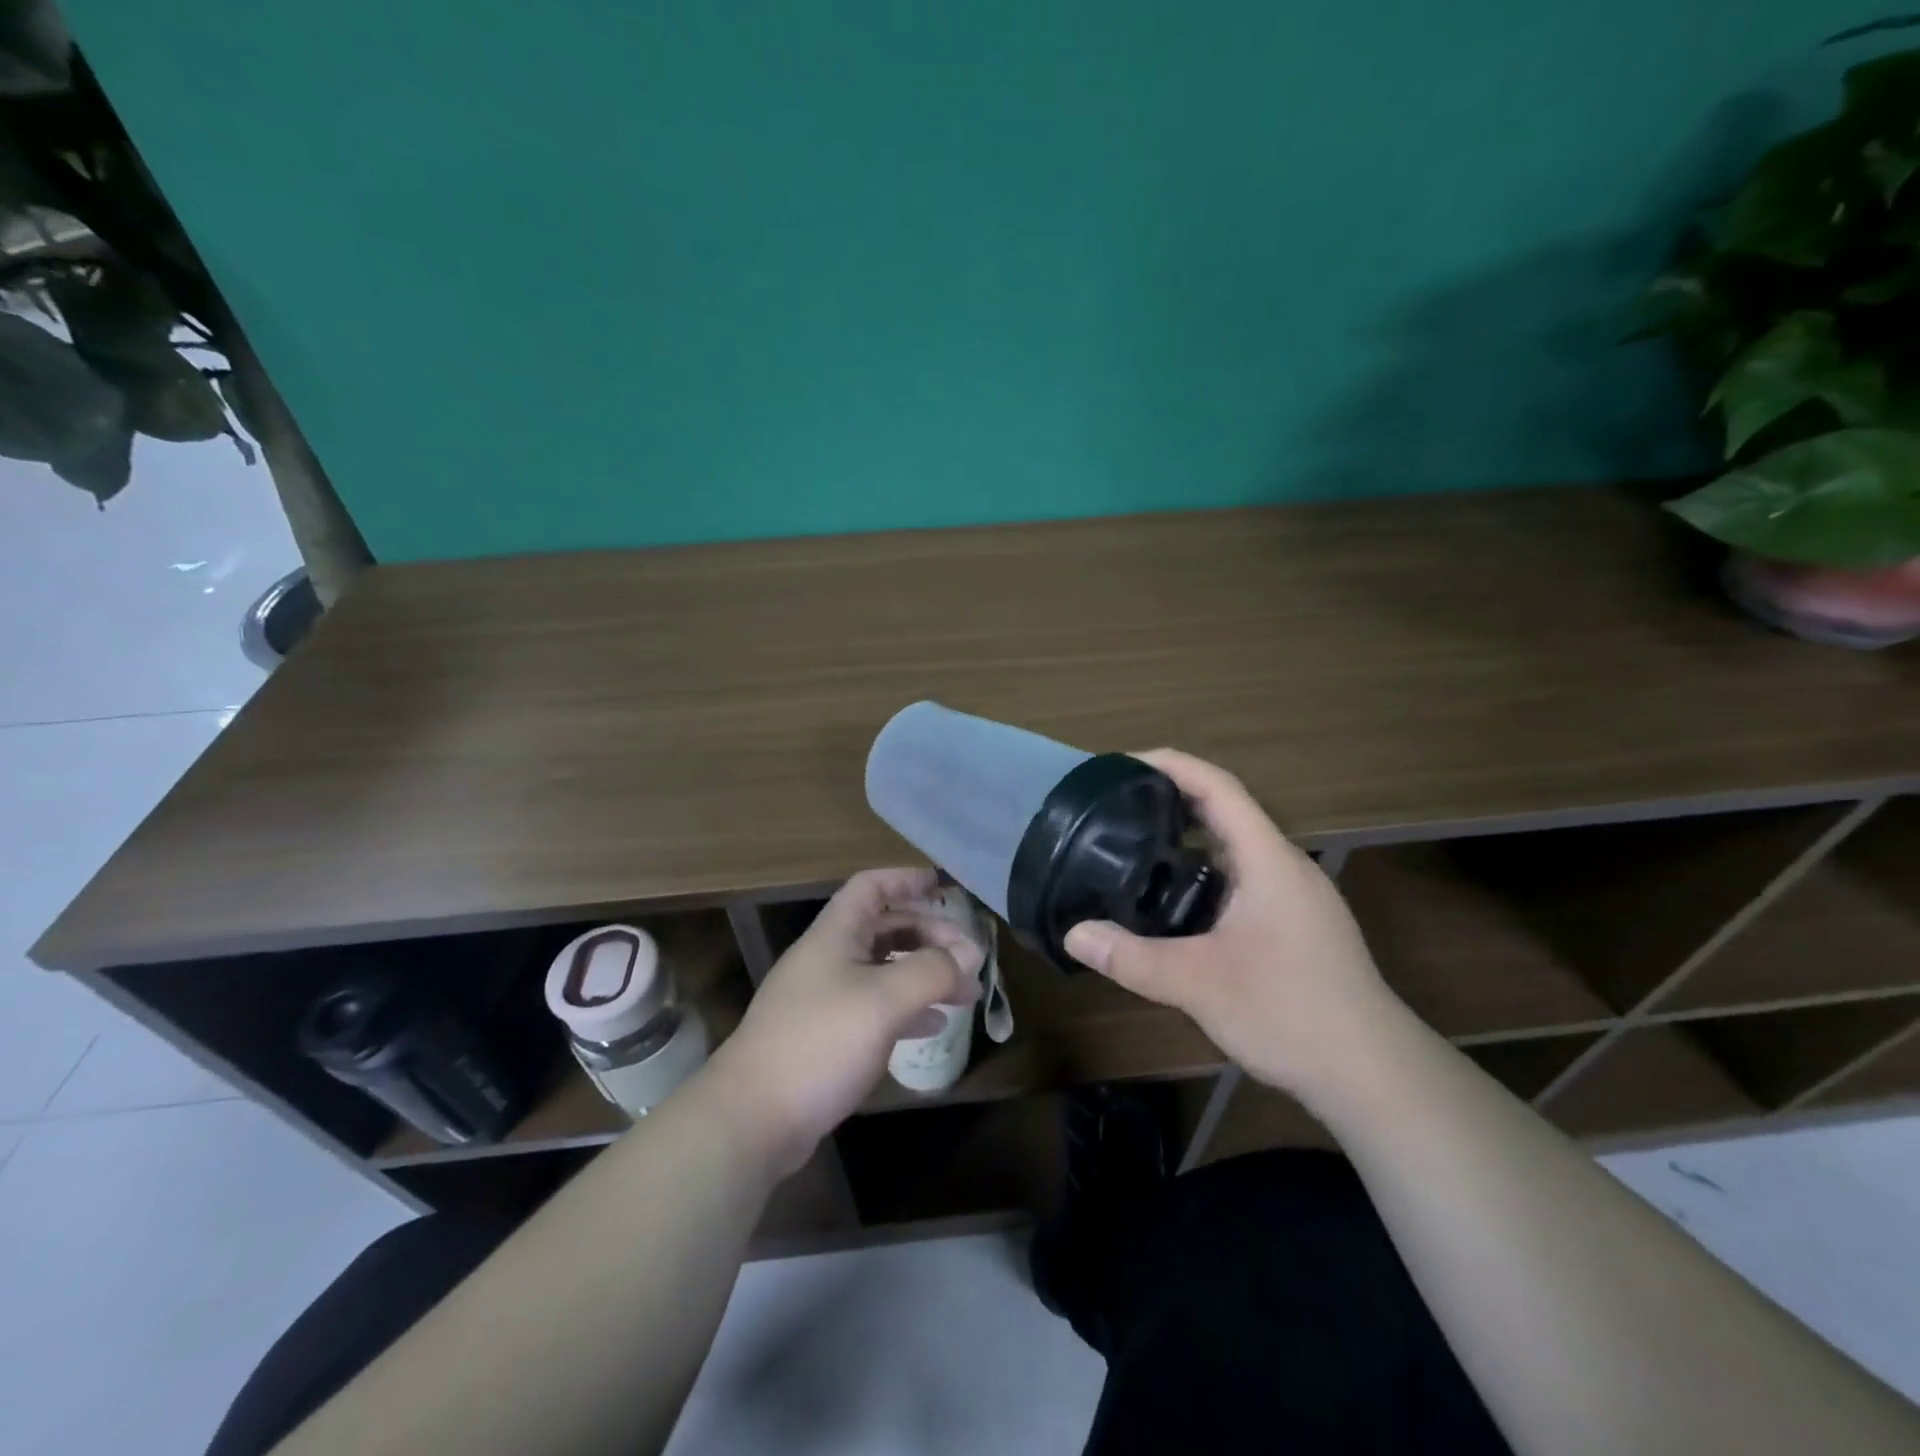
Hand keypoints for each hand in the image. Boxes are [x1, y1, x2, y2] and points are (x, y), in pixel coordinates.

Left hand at [704, 868, 979, 1178]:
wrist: (752, 1119)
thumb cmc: (819, 1043)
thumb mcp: (883, 1001)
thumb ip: (932, 971)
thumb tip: (971, 952)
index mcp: (835, 935)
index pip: (871, 887)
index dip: (906, 880)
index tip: (944, 887)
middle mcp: (828, 959)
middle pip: (883, 928)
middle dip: (927, 935)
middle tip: (968, 955)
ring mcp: (824, 999)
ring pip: (882, 970)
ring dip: (922, 973)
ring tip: (964, 992)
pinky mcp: (825, 1038)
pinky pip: (875, 1009)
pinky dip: (907, 1009)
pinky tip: (933, 1026)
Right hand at [1063, 750, 1401, 1101]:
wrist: (1373, 1074)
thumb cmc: (1291, 1013)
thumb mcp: (1200, 985)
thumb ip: (1132, 958)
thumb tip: (1072, 934)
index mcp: (1267, 860)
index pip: (1218, 788)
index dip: (1171, 765)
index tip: (1122, 764)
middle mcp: (1283, 866)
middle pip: (1224, 811)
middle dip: (1170, 799)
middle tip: (1114, 807)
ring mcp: (1292, 896)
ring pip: (1232, 848)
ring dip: (1186, 839)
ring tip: (1131, 846)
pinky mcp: (1293, 924)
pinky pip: (1239, 878)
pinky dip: (1201, 873)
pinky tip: (1171, 901)